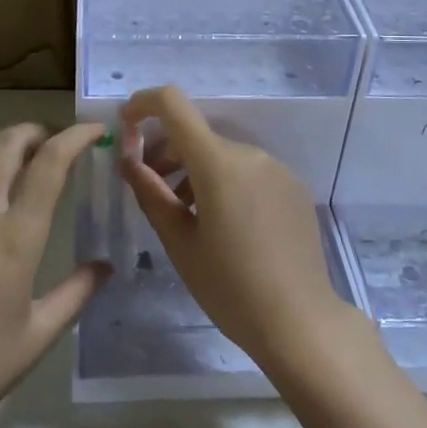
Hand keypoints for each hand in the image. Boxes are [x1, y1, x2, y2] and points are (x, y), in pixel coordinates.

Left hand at [0, 121, 109, 427]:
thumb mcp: (40, 334)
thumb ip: (77, 292)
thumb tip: (105, 266)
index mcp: (17, 237)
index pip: (50, 163)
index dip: (75, 137)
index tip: (94, 131)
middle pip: (7, 144)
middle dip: (36, 131)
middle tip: (55, 141)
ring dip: (4, 151)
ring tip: (21, 165)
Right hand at [119, 85, 351, 368]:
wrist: (300, 323)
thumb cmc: (230, 287)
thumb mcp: (180, 243)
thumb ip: (151, 193)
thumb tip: (128, 160)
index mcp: (218, 162)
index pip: (173, 104)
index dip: (143, 104)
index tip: (126, 127)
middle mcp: (250, 153)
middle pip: (196, 136)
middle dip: (166, 153)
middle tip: (152, 191)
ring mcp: (276, 168)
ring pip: (222, 155)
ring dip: (195, 171)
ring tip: (187, 217)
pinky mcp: (293, 187)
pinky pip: (248, 171)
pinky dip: (225, 183)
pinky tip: (226, 226)